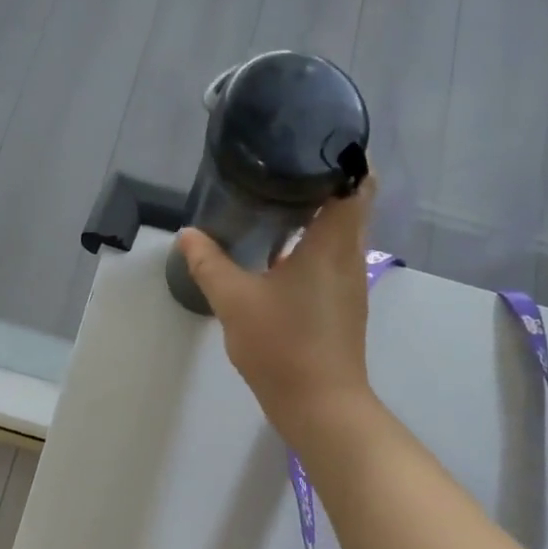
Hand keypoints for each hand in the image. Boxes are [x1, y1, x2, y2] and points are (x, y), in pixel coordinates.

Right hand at [176, 178, 379, 444]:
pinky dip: (309, 244)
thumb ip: (209, 264)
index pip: (359, 181)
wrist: (320, 406)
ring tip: (272, 201)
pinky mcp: (341, 304)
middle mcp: (350, 254)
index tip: (310, 142)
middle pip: (349, 202)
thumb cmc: (283, 345)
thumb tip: (188, 235)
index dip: (343, 156)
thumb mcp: (235, 301)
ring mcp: (348, 281)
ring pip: (339, 231)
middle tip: (277, 167)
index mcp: (334, 242)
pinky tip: (276, 253)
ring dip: (313, 214)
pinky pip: (330, 257)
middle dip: (318, 181)